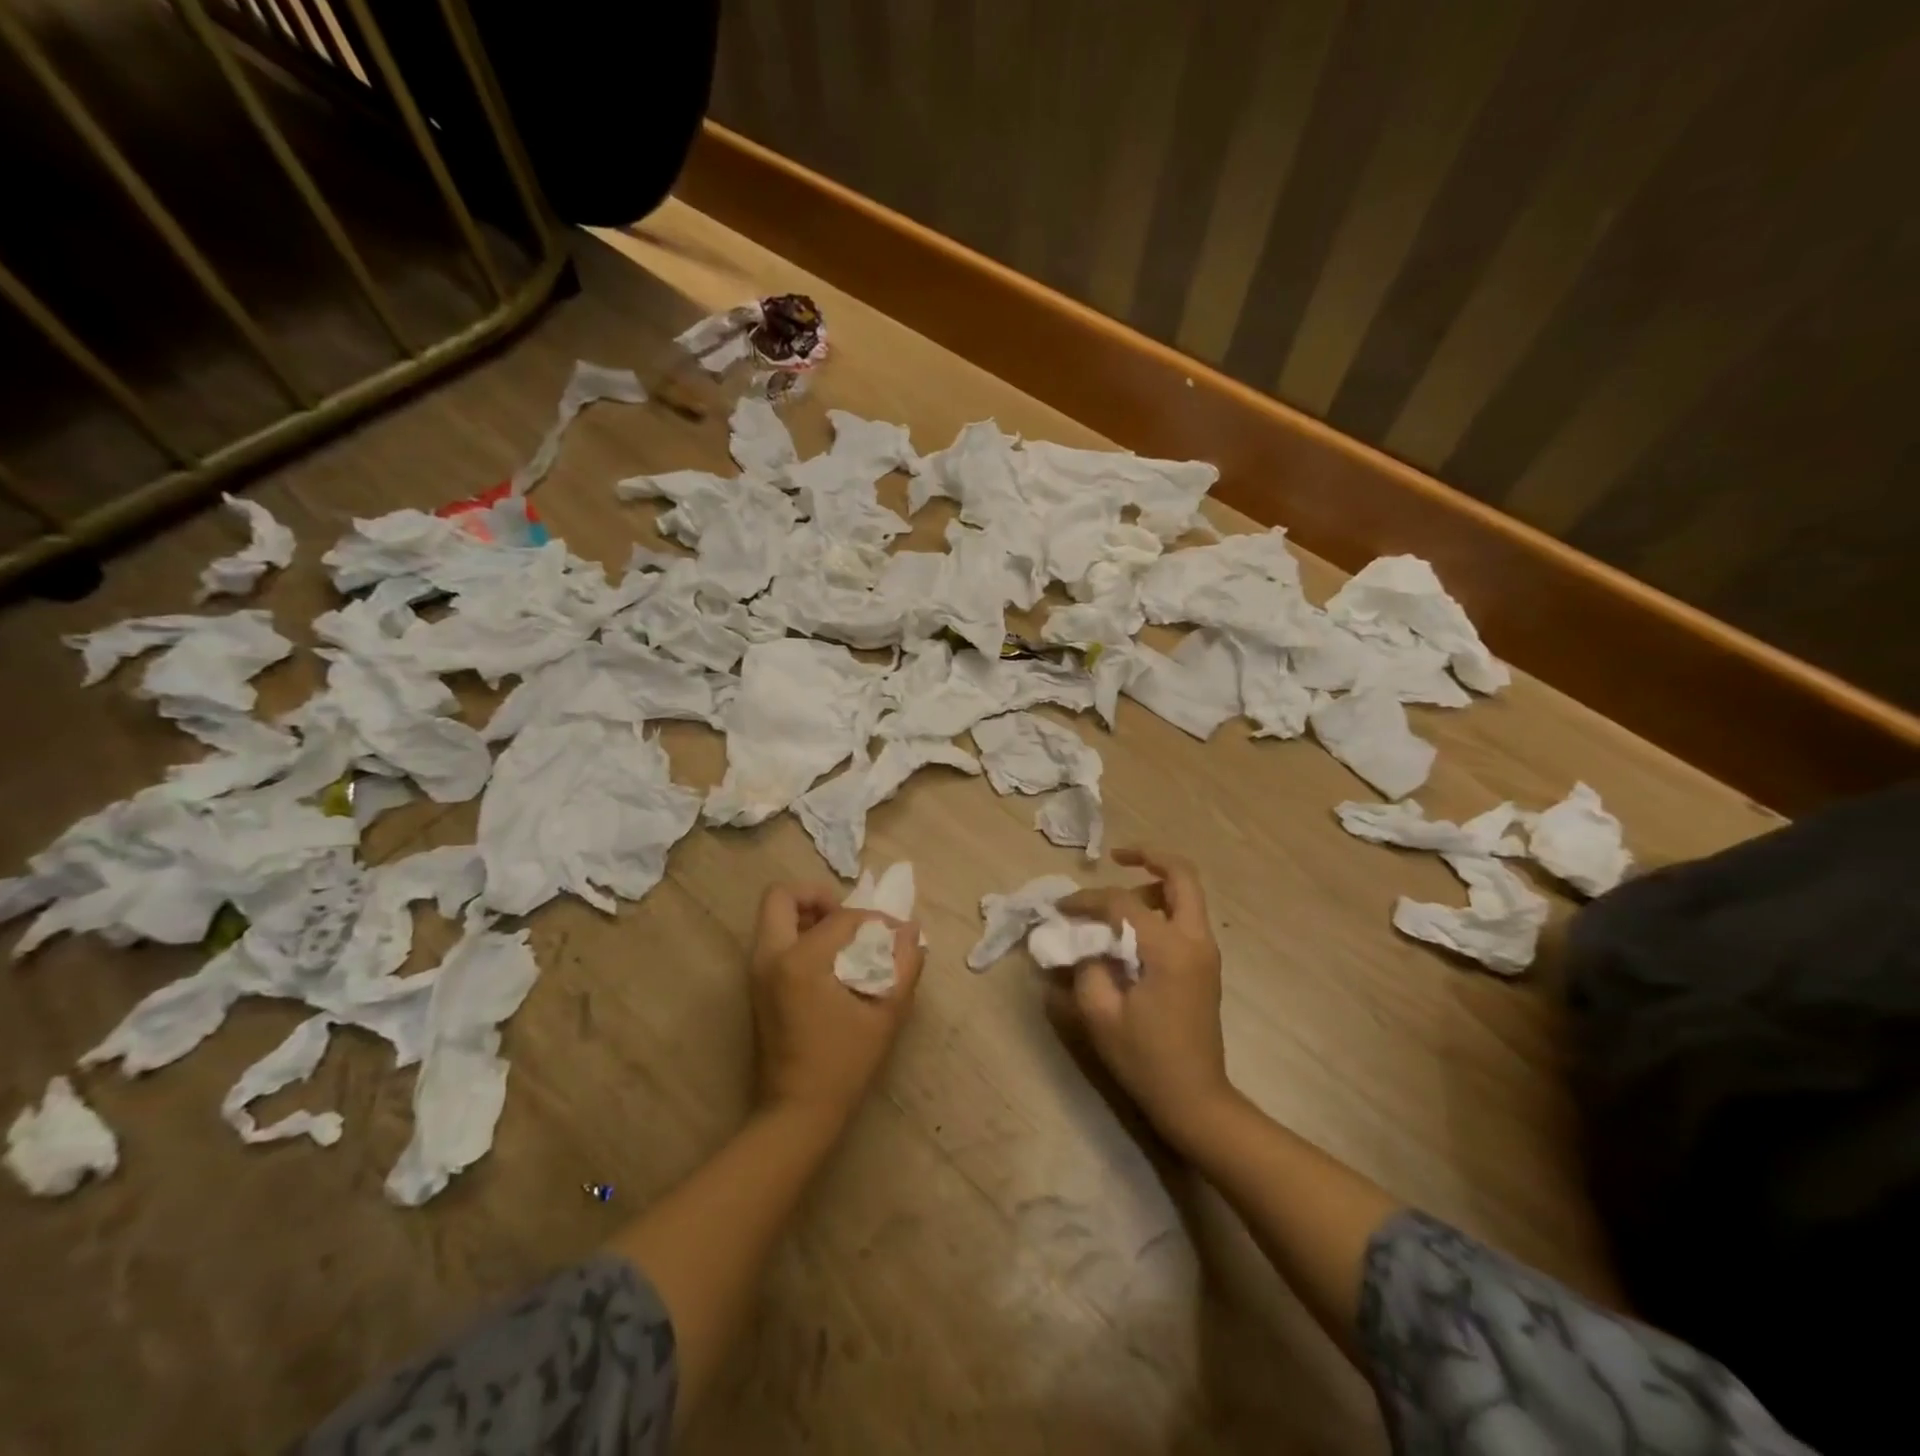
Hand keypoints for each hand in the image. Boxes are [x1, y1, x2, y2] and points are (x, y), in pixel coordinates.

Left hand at [749, 883, 925, 1128]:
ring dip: (806, 915)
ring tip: (842, 939)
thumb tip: (910, 930)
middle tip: (847, 918)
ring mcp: (756, 972)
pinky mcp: (755, 987)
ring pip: (773, 917)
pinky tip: (829, 963)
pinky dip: (798, 936)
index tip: (895, 935)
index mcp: (799, 961)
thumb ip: (904, 966)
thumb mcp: (885, 1015)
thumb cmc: (843, 1065)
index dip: (873, 920)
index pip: (840, 917)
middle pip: (781, 897)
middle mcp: (769, 957)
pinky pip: (773, 941)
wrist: (796, 1113)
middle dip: (817, 897)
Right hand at [1050, 848, 1234, 1151]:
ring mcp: (1206, 952)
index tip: (1061, 908)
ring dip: (1154, 885)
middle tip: (1117, 856)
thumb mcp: (1100, 1014)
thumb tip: (1080, 939)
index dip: (1088, 900)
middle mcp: (1195, 940)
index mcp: (1169, 949)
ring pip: (1187, 894)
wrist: (1195, 1099)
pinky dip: (1160, 907)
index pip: (1123, 903)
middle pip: (1181, 876)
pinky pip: (1185, 918)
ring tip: (1117, 903)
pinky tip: (1132, 927)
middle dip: (1149, 857)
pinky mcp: (1204, 965)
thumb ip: (1086, 966)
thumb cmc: (1146, 1059)